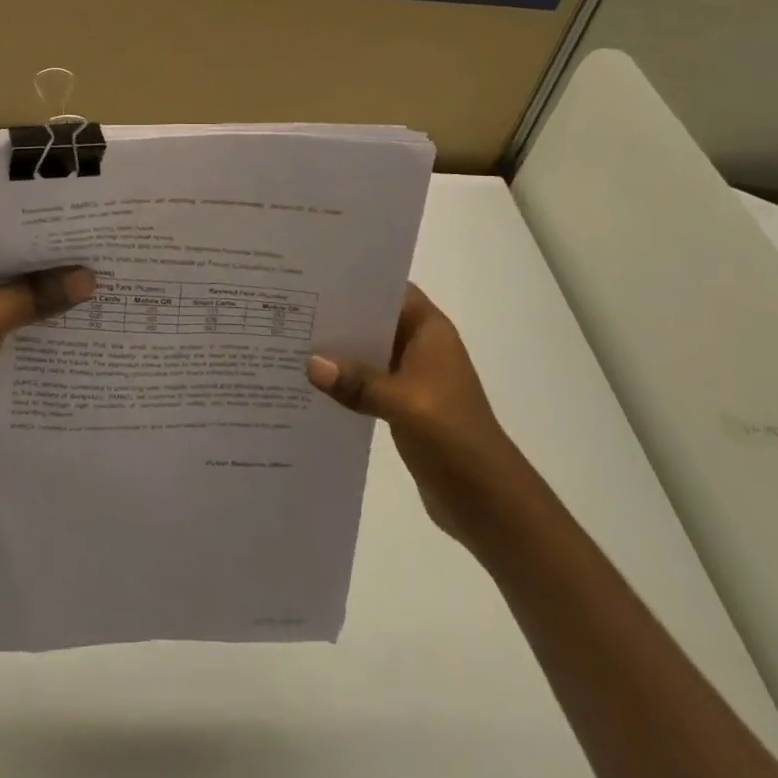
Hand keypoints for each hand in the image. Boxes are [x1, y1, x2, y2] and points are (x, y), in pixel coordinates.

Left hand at [0, 227, 94, 470]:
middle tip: (108, 256)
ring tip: (107, 284)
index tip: (93, 230)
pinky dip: (45, 318)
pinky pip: (21, 316)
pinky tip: (85, 318)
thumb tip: (91, 278)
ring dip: (54, 293)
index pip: (6, 230)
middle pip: (17, 260)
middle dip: (56, 264)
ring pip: (22, 289)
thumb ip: (37, 296)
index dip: (47, 234)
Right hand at [307, 284, 524, 546]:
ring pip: (366, 352)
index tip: (313, 275)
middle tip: (289, 307)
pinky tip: (308, 383)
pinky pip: (366, 382)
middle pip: (372, 319)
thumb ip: (357, 381)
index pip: (389, 290)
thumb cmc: (453, 436)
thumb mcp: (403, 403)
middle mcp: (420, 346)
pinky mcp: (402, 405)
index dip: (356, 280)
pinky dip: (343, 381)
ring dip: (337, 351)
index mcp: (429, 331)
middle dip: (336, 315)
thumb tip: (310, 364)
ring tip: (289, 341)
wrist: (488, 502)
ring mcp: (412, 377)